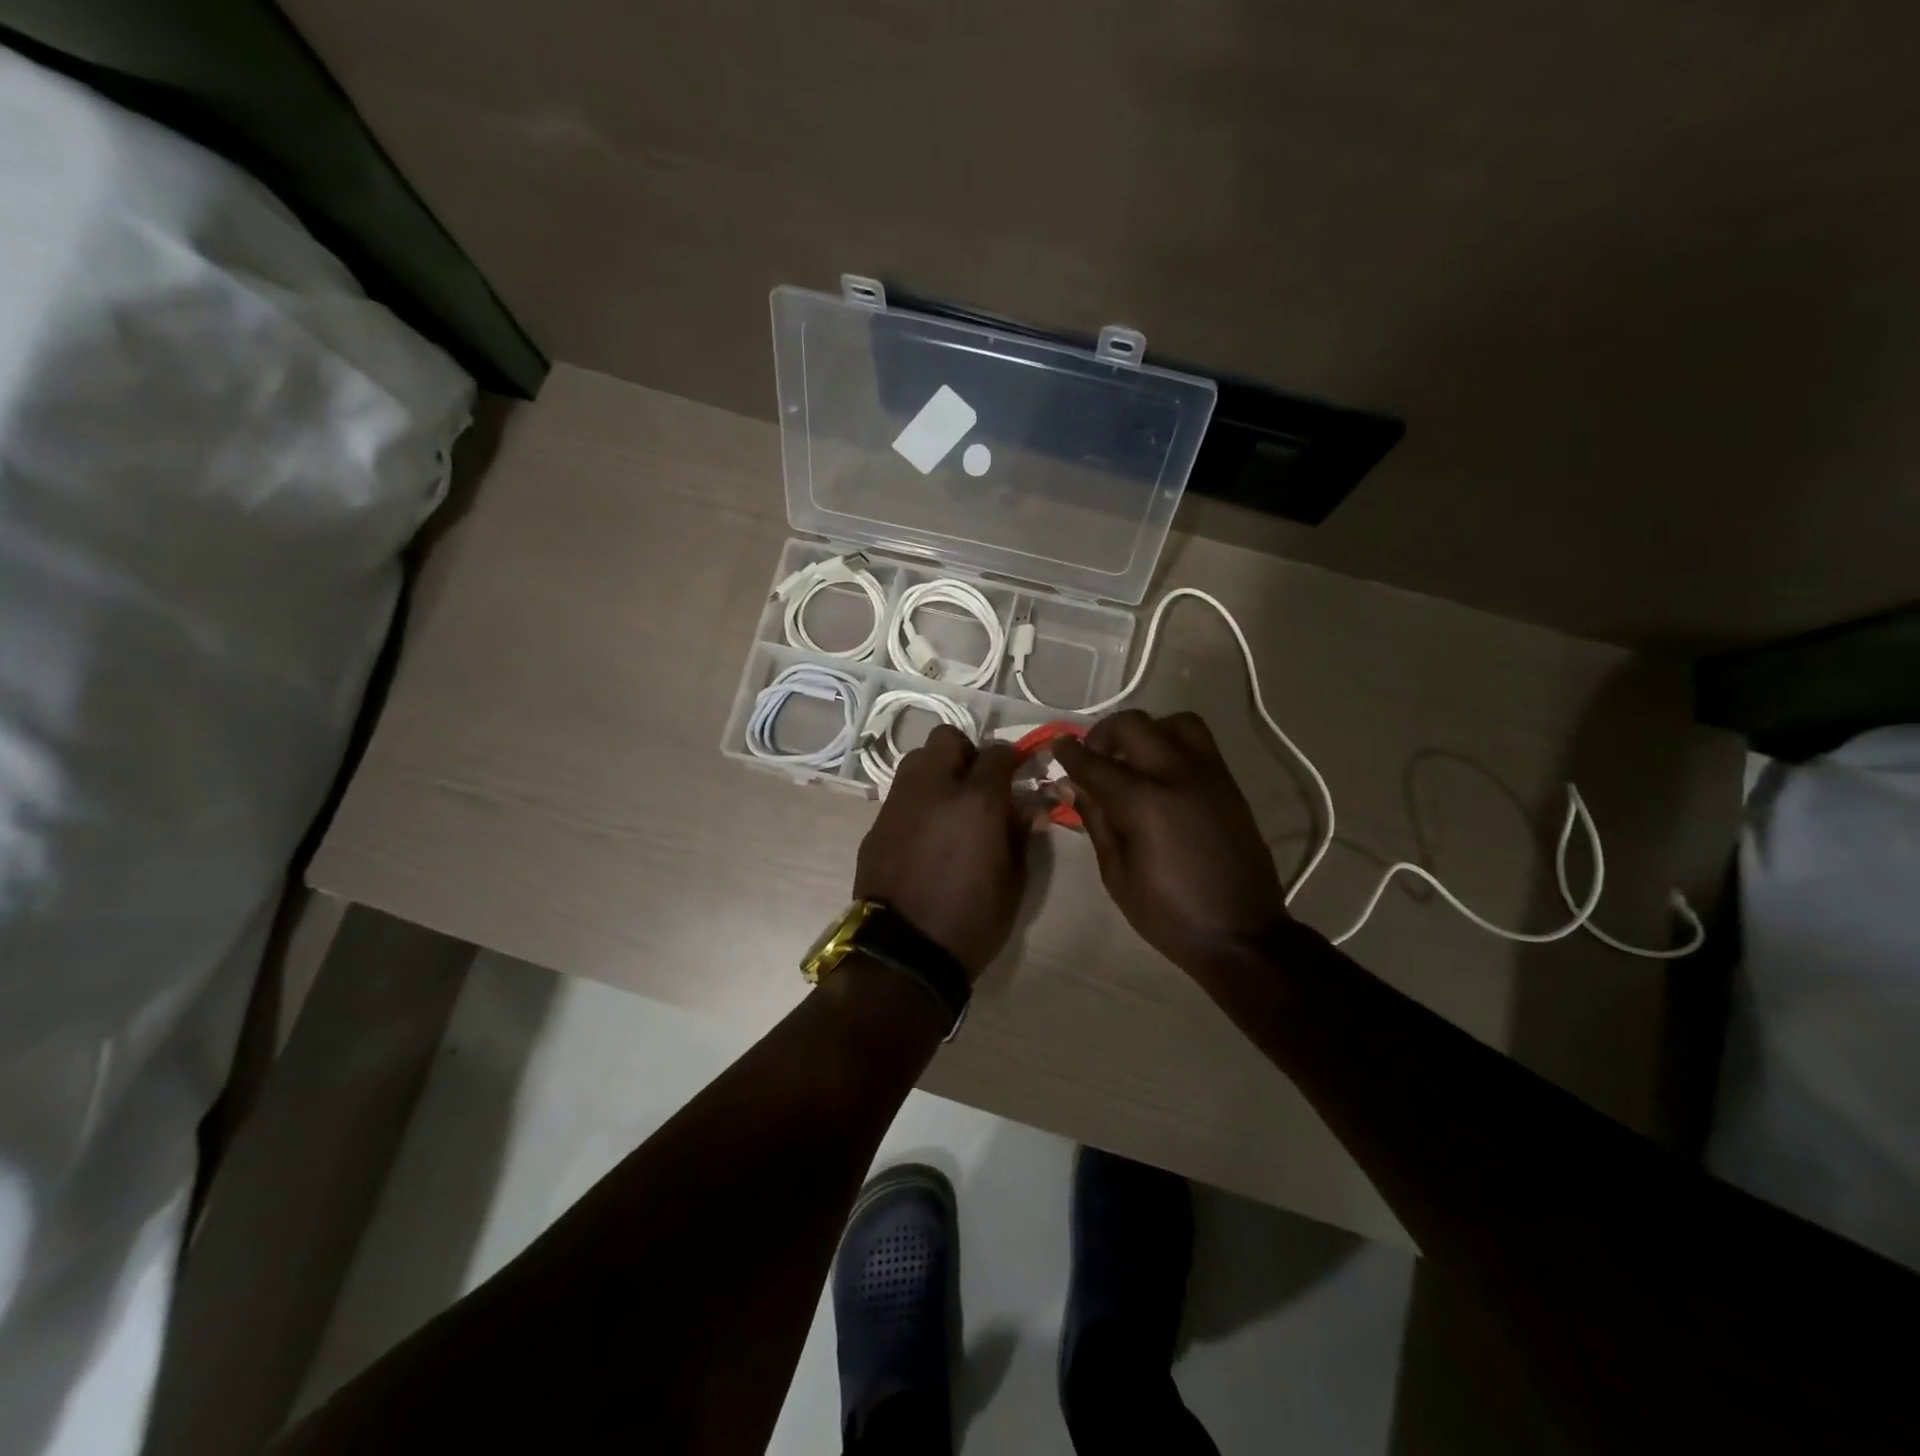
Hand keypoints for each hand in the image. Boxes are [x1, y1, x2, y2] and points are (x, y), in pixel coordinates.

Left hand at [853, 726, 1031, 977]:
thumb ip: (1021, 833)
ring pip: (917, 759)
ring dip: (937, 771)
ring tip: (949, 805)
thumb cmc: (971, 920)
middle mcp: (934, 788)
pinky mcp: (876, 822)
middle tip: (978, 785)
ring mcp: (899, 802)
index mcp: (977, 801)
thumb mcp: (1013, 880)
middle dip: (967, 753)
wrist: (904, 952)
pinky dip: (917, 801)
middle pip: (948, 738)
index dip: (1013, 759)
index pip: (998, 753)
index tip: (1019, 774)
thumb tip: (1029, 806)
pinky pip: (901, 794)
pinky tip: (924, 833)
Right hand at [1054, 711, 1289, 970]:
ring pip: (1175, 722)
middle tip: (1093, 755)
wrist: (1241, 934)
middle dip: (1104, 733)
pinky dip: (1173, 742)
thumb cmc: (1168, 913)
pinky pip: (1200, 742)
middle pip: (1134, 726)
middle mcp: (1178, 776)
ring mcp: (1210, 775)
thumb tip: (1070, 785)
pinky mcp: (1229, 784)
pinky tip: (1160, 771)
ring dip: (1146, 730)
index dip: (1071, 753)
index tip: (1057, 745)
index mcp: (1145, 804)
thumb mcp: (1117, 874)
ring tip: (1132, 756)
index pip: (1096, 764)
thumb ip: (1095, 820)